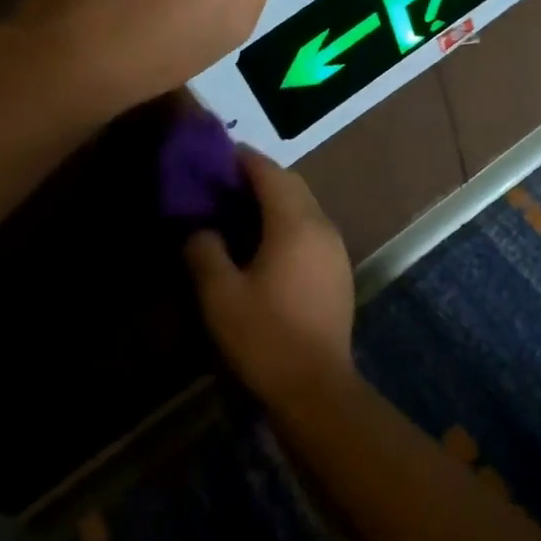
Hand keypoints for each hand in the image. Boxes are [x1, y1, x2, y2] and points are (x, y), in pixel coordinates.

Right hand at [184, 150, 356, 407]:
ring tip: (241, 210)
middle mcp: (322, 225)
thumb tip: (200, 229)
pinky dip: (290, 221)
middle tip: (225, 182)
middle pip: (292, 185)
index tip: (218, 155)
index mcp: (295, 224)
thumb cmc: (265, 336)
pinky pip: (313, 228)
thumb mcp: (221, 295)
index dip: (244, 159)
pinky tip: (267, 243)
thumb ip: (205, 252)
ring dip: (277, 199)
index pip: (270, 173)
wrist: (317, 386)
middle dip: (261, 176)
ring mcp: (336, 248)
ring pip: (306, 206)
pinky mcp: (340, 269)